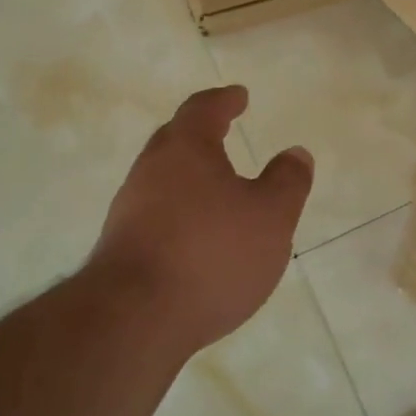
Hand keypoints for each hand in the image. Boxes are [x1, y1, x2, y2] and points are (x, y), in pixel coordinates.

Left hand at [88, 86, 313, 352]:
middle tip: (223, 131)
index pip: (203, 109)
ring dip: (189, 176)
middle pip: (175, 139)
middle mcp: (150, 169)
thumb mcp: (270, 216)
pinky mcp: (120, 246)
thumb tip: (296, 152)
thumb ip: (288, 182)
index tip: (239, 96)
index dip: (224, 100)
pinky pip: (155, 213)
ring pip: (162, 178)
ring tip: (216, 189)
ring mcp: (129, 209)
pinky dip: (179, 211)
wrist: (134, 319)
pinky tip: (196, 236)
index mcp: (185, 148)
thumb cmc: (211, 254)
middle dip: (201, 133)